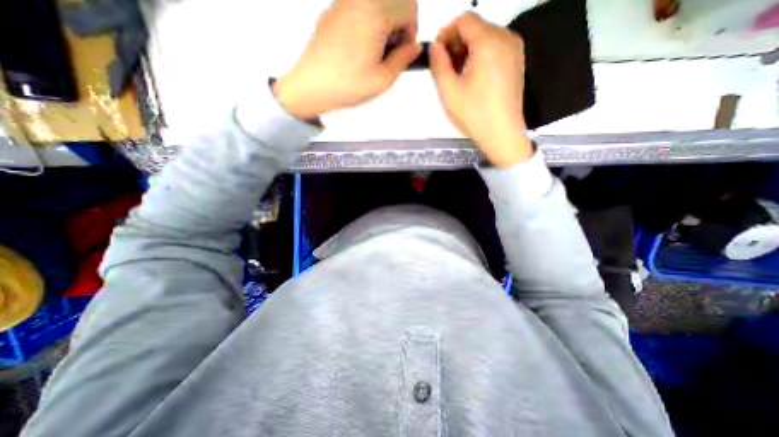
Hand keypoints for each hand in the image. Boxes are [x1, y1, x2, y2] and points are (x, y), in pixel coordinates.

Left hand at [271, 1, 420, 119]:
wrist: (310, 87)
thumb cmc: (347, 85)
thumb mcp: (383, 80)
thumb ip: (403, 60)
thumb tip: (415, 49)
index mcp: (374, 12)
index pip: (409, 6)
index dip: (411, 32)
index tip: (403, 52)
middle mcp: (358, 0)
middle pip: (393, 1)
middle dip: (398, 26)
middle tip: (389, 54)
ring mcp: (341, 4)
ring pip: (375, 6)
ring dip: (382, 27)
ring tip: (373, 56)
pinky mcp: (331, 13)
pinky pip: (358, 11)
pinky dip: (366, 26)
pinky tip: (358, 52)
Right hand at [429, 12, 531, 165]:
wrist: (502, 134)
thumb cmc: (474, 113)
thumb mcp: (449, 91)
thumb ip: (438, 64)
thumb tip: (435, 46)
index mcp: (489, 42)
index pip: (465, 20)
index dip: (447, 33)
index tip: (437, 54)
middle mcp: (506, 38)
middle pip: (476, 27)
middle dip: (457, 43)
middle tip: (445, 68)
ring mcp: (514, 50)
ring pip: (485, 38)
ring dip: (467, 51)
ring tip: (458, 76)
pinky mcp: (516, 62)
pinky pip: (495, 49)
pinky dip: (480, 57)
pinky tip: (473, 78)